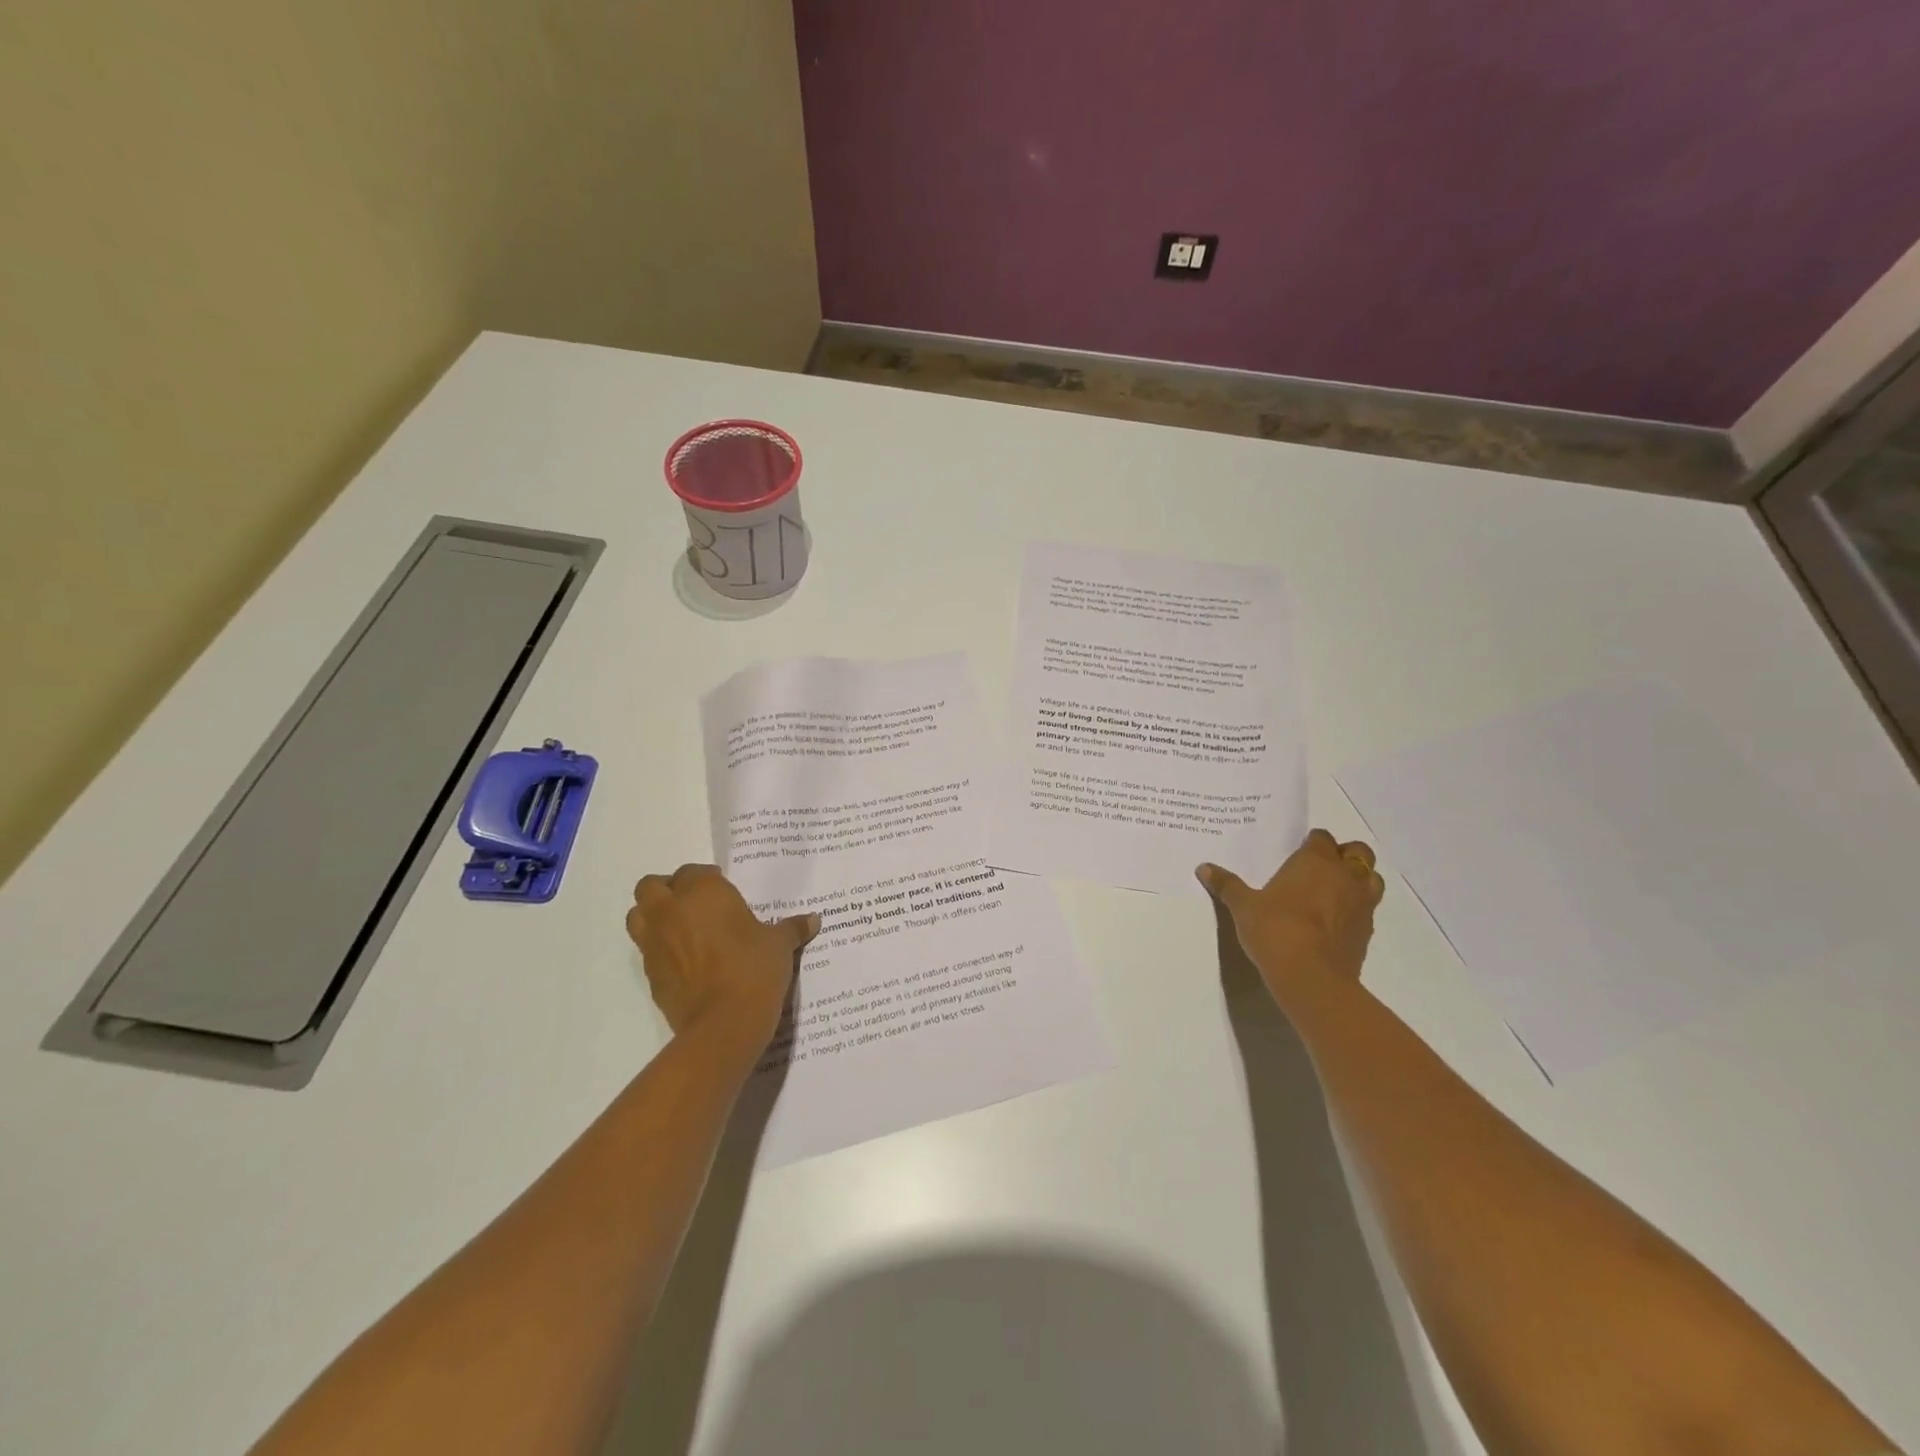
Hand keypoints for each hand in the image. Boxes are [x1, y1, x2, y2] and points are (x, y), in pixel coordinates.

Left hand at [625, 864, 818, 1051]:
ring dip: (653, 917)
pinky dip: (660, 950)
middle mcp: (671, 911)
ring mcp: (654, 944)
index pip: (692, 872)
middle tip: (693, 903)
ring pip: (637, 916)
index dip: (707, 879)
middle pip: (650, 886)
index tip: (724, 891)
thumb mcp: (780, 945)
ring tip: (681, 928)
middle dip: (667, 890)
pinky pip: (647, 951)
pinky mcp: (650, 974)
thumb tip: (814, 919)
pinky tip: (685, 961)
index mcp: (702, 892)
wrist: (724, 1024)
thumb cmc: (754, 969)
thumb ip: (792, 928)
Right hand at [1197, 829, 1385, 1006]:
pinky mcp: (1367, 932)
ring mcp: (1362, 904)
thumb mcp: (1243, 906)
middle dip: (1344, 855)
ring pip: (1372, 879)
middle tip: (1321, 868)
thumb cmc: (1275, 929)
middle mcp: (1345, 875)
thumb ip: (1227, 885)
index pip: (1321, 838)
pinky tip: (1336, 922)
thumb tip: (1203, 868)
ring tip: (1335, 891)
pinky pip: (1368, 910)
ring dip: (1358, 880)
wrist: (1311, 976)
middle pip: (1358, 852)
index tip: (1299, 852)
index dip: (1312, 842)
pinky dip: (1356, 910)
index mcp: (1315, 861)